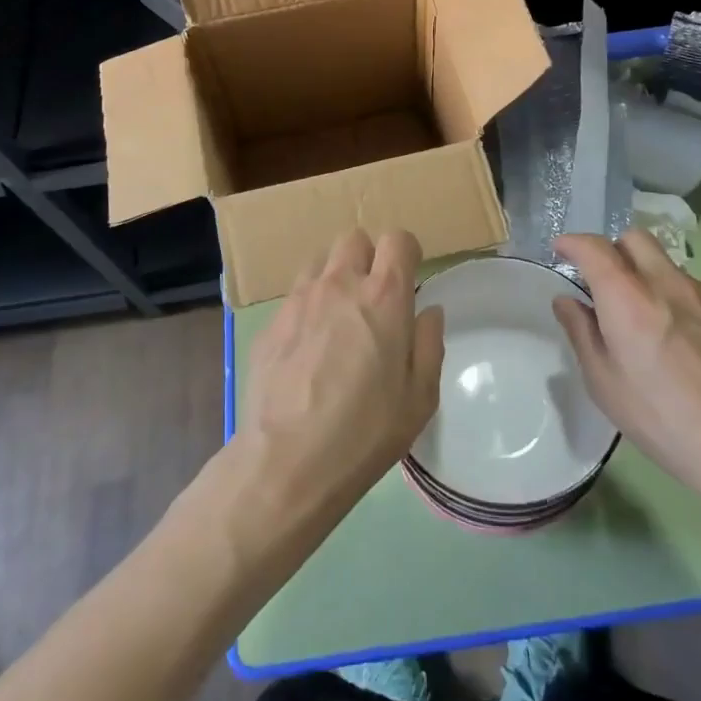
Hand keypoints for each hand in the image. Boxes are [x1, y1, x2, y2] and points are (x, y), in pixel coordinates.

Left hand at [239, 230, 443, 513]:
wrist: (286, 462)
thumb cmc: (365, 432)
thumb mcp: (420, 398)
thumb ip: (429, 344)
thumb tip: (428, 311)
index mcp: (384, 296)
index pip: (397, 239)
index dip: (406, 253)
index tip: (409, 279)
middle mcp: (340, 284)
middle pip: (354, 239)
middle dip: (368, 258)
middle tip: (373, 298)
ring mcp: (300, 299)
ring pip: (320, 261)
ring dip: (335, 276)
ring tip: (338, 317)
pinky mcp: (271, 321)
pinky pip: (295, 294)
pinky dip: (308, 305)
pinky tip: (308, 346)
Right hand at [553, 229, 700, 531]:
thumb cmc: (665, 422)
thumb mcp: (605, 385)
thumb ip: (581, 333)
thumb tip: (567, 301)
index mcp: (628, 299)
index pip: (594, 247)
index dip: (573, 243)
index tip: (563, 250)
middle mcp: (668, 283)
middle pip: (635, 239)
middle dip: (613, 250)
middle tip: (606, 283)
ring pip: (668, 267)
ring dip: (650, 280)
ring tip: (654, 326)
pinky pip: (699, 292)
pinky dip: (683, 303)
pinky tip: (692, 347)